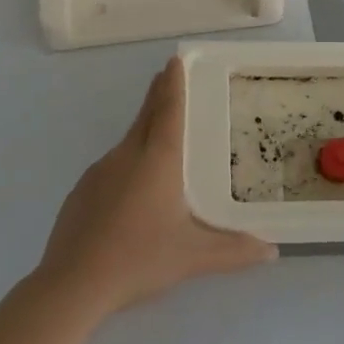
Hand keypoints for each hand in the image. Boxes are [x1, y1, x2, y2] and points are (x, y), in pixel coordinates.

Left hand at [36, 58, 276, 316]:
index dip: (173, 84)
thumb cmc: (139, 259)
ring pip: (127, 142)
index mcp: (158, 160)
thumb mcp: (193, 257)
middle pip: (146, 116)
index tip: (175, 60)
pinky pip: (110, 167)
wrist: (72, 284)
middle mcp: (127, 155)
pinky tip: (130, 193)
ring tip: (159, 139)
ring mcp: (99, 172)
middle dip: (158, 95)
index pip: (168, 110)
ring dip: (143, 131)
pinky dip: (126, 164)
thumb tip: (271, 250)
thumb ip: (234, 251)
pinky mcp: (81, 191)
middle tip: (167, 78)